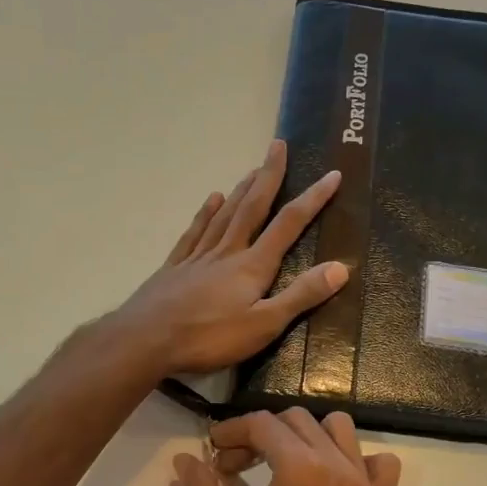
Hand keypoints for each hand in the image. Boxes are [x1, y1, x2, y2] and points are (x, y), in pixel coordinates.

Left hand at [116, 140, 345, 376]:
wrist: (145, 340)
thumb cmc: (208, 338)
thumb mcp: (263, 325)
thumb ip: (300, 296)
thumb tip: (341, 267)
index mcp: (252, 266)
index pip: (288, 225)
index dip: (312, 200)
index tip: (332, 175)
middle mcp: (227, 252)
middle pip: (252, 207)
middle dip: (269, 176)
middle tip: (278, 145)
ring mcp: (197, 257)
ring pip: (224, 214)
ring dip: (242, 189)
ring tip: (253, 169)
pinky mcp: (175, 267)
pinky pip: (195, 231)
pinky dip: (206, 213)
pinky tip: (212, 200)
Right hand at [174, 408, 401, 485]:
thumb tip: (185, 459)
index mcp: (301, 469)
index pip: (262, 425)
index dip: (230, 432)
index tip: (212, 452)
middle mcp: (338, 465)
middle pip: (296, 421)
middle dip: (260, 435)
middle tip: (236, 468)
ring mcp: (367, 485)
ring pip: (338, 430)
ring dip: (306, 437)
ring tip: (283, 466)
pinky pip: (379, 463)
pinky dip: (355, 460)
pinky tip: (332, 482)